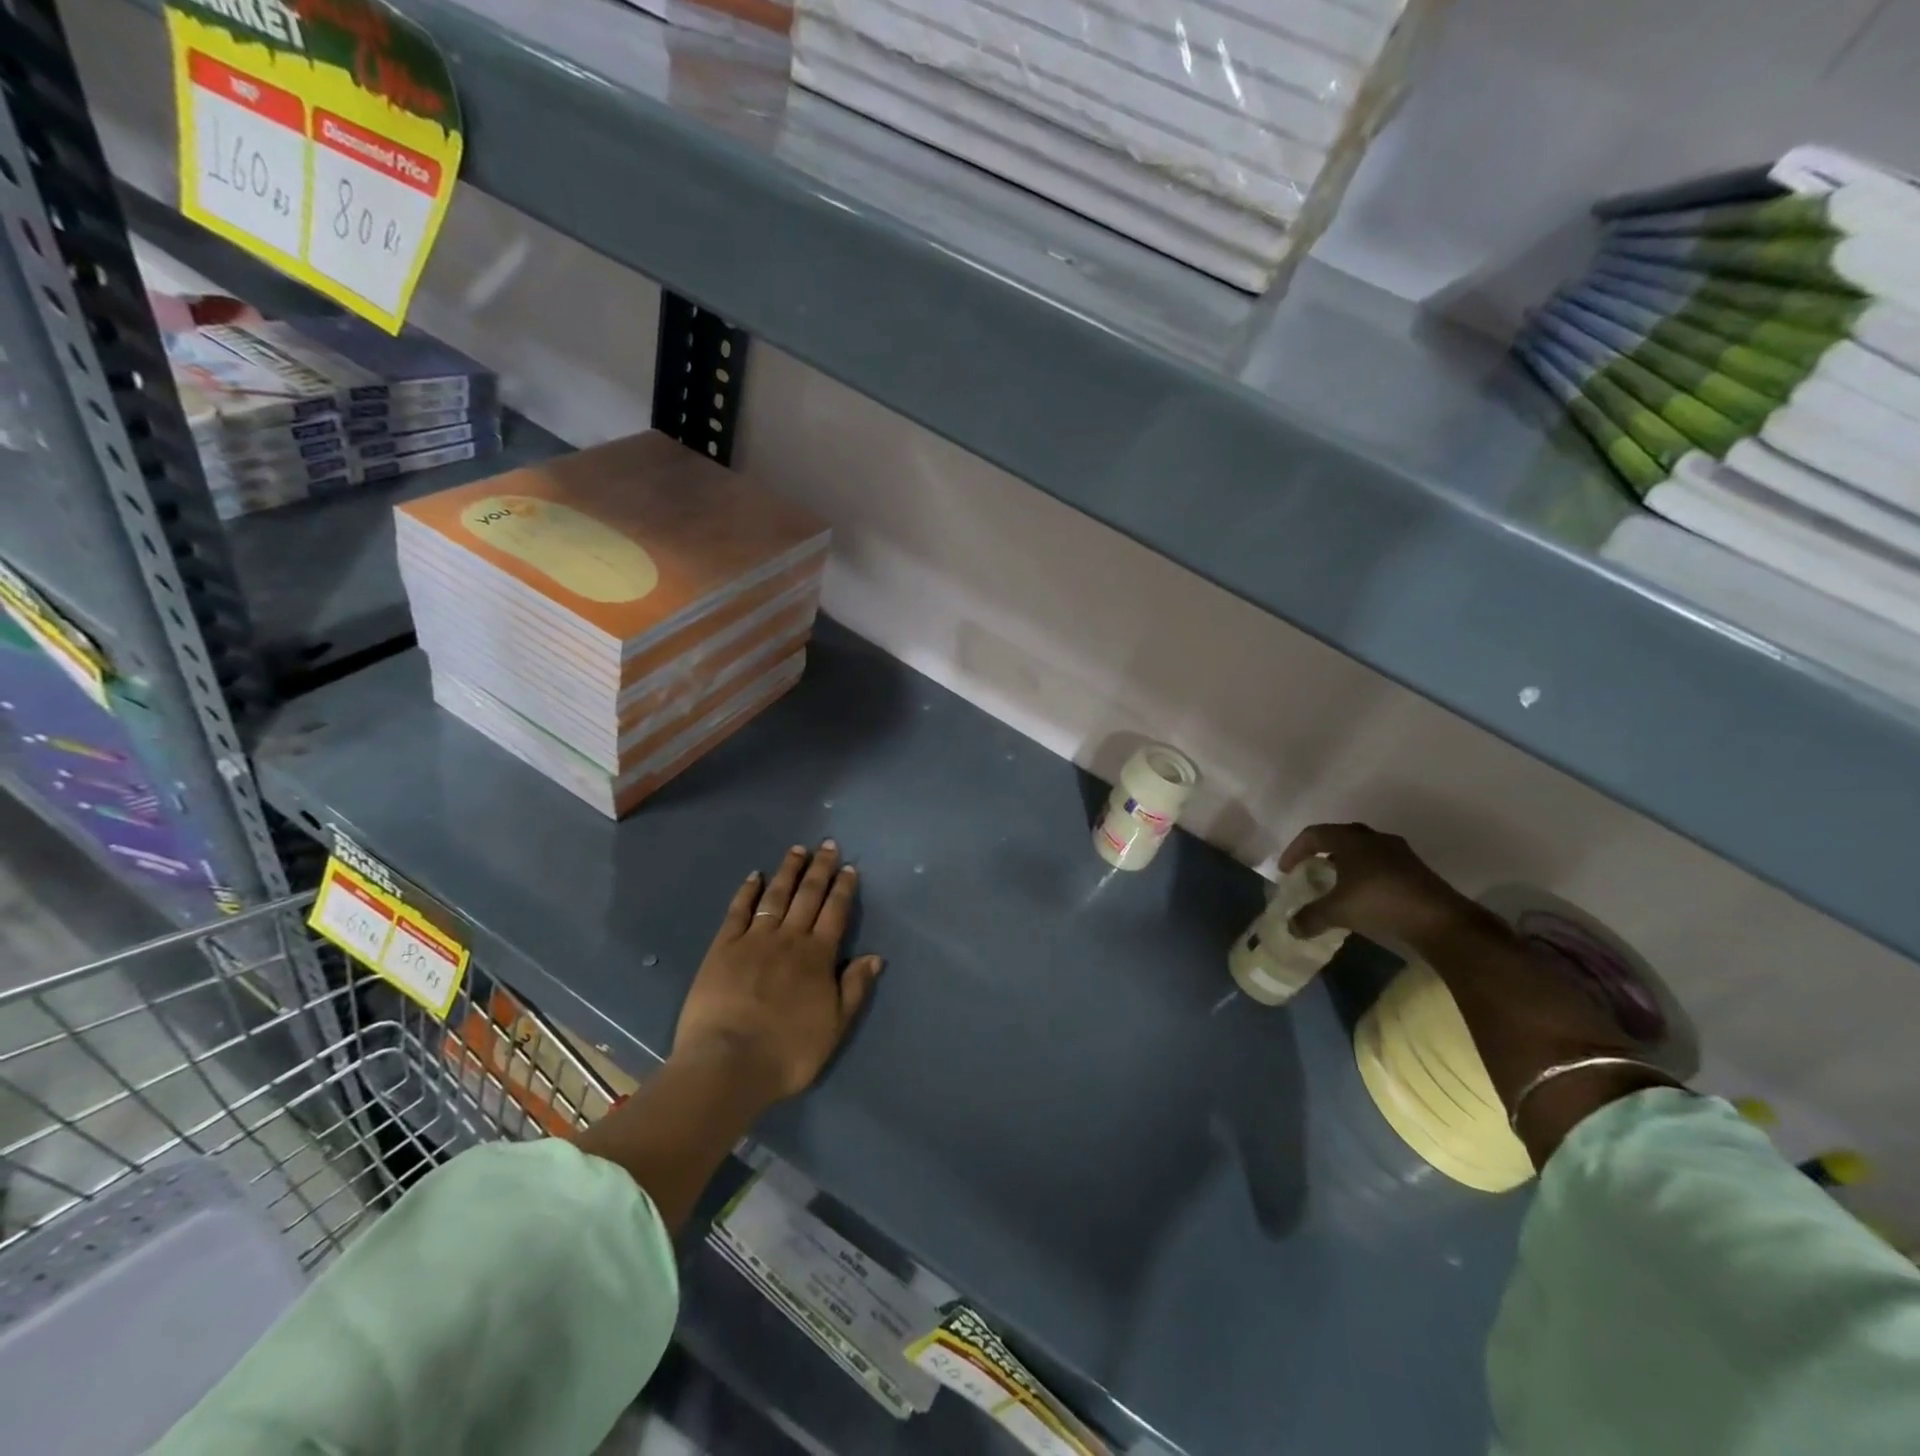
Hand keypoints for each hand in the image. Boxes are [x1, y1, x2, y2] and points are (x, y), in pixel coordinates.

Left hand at [672, 841, 882, 1105]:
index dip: (843, 888)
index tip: (848, 867)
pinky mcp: (723, 947)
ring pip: (776, 896)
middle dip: (820, 869)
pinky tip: (755, 876)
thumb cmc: (788, 1052)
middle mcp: (789, 939)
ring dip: (788, 871)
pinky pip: (739, 911)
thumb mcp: (835, 1027)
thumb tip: (874, 956)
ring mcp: (754, 940)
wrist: (729, 1062)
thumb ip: (854, 988)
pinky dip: (748, 891)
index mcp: (818, 957)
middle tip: (827, 844)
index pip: (835, 912)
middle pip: (808, 896)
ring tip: (797, 850)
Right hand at [1280, 822, 1493, 954]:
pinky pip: (1380, 863)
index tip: (1286, 871)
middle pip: (1340, 837)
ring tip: (1337, 884)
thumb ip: (1310, 917)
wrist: (1440, 920)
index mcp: (1351, 841)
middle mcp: (1374, 839)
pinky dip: (1365, 874)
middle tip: (1311, 870)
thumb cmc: (1380, 903)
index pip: (1314, 834)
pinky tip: (1364, 896)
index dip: (1295, 850)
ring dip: (1345, 863)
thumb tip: (1291, 927)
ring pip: (1363, 850)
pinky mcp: (1415, 870)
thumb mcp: (1338, 912)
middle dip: (1321, 852)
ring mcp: (1399, 853)